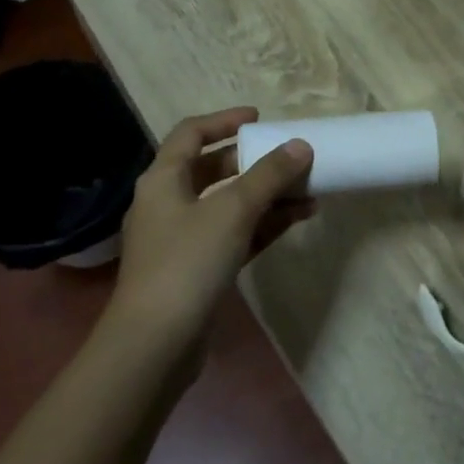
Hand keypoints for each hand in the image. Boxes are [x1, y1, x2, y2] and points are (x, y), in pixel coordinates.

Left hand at [109, 107, 313, 343]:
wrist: (156, 344)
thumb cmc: (187, 263)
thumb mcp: (232, 211)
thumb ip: (268, 176)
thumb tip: (300, 145)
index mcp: (163, 180)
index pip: (191, 134)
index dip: (224, 120)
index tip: (259, 118)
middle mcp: (169, 204)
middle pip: (213, 170)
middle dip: (254, 162)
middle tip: (288, 156)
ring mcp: (183, 239)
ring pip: (229, 205)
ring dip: (266, 195)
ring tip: (307, 189)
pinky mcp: (198, 270)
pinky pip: (235, 234)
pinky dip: (263, 224)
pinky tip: (298, 218)